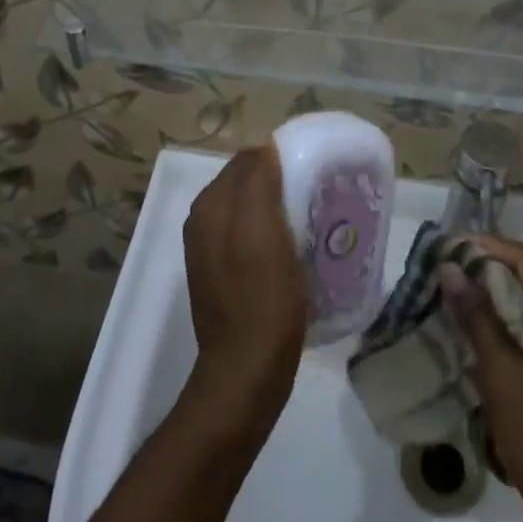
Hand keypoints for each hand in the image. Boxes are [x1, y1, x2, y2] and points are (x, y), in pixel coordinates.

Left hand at [182, 144, 306, 436]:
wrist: (246, 373)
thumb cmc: (261, 298)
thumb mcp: (262, 231)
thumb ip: (256, 181)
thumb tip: (265, 148)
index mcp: (210, 205)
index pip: (247, 159)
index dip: (280, 158)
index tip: (314, 168)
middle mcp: (204, 222)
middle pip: (247, 183)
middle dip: (280, 181)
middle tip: (318, 193)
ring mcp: (211, 251)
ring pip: (250, 210)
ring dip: (279, 208)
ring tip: (313, 219)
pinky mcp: (223, 276)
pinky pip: (251, 237)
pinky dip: (273, 234)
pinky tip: (296, 250)